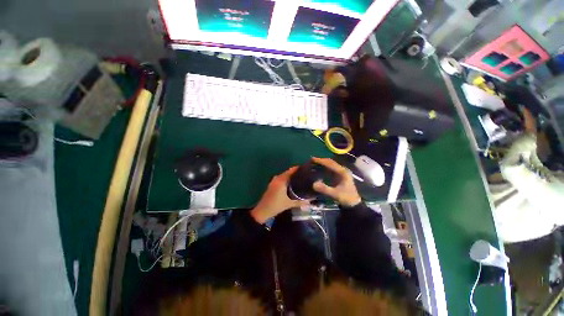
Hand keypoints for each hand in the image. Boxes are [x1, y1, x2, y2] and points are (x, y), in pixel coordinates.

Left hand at [250, 167, 309, 223]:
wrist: (263, 211)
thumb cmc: (276, 205)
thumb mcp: (289, 204)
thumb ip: (300, 202)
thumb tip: (310, 200)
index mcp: (281, 180)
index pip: (291, 170)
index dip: (299, 169)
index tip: (307, 169)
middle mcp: (277, 178)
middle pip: (288, 173)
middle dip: (296, 173)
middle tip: (306, 176)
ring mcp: (274, 181)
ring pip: (284, 176)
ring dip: (291, 177)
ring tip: (300, 180)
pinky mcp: (272, 185)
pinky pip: (281, 179)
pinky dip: (287, 180)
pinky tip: (292, 185)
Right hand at [311, 157, 361, 206]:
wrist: (353, 203)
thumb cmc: (345, 198)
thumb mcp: (334, 194)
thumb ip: (324, 189)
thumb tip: (313, 184)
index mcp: (342, 172)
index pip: (330, 164)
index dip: (321, 161)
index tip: (313, 159)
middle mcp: (342, 170)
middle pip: (331, 162)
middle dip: (321, 160)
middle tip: (312, 159)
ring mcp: (341, 172)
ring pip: (331, 164)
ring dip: (323, 163)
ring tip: (314, 162)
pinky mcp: (339, 175)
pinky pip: (331, 168)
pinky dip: (324, 167)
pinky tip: (318, 168)